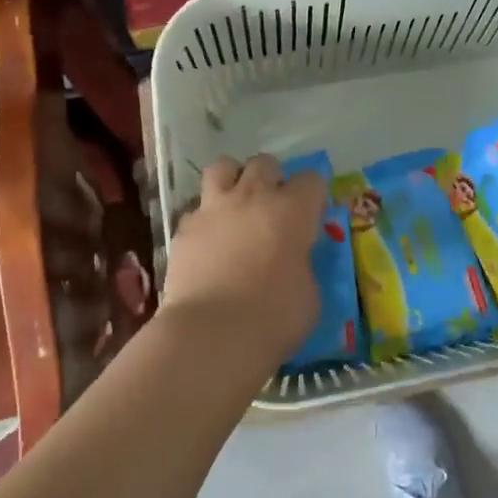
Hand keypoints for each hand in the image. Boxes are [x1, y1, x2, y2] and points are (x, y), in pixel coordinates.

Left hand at [160, 154, 326, 375]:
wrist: (211, 333)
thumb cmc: (274, 317)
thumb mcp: (308, 293)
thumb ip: (302, 265)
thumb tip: (293, 261)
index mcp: (293, 210)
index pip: (311, 180)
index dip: (313, 196)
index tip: (311, 216)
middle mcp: (253, 197)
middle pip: (265, 163)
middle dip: (272, 179)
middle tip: (273, 208)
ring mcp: (214, 208)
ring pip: (223, 167)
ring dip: (233, 180)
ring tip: (236, 205)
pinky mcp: (184, 227)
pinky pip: (196, 208)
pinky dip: (205, 218)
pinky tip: (208, 241)